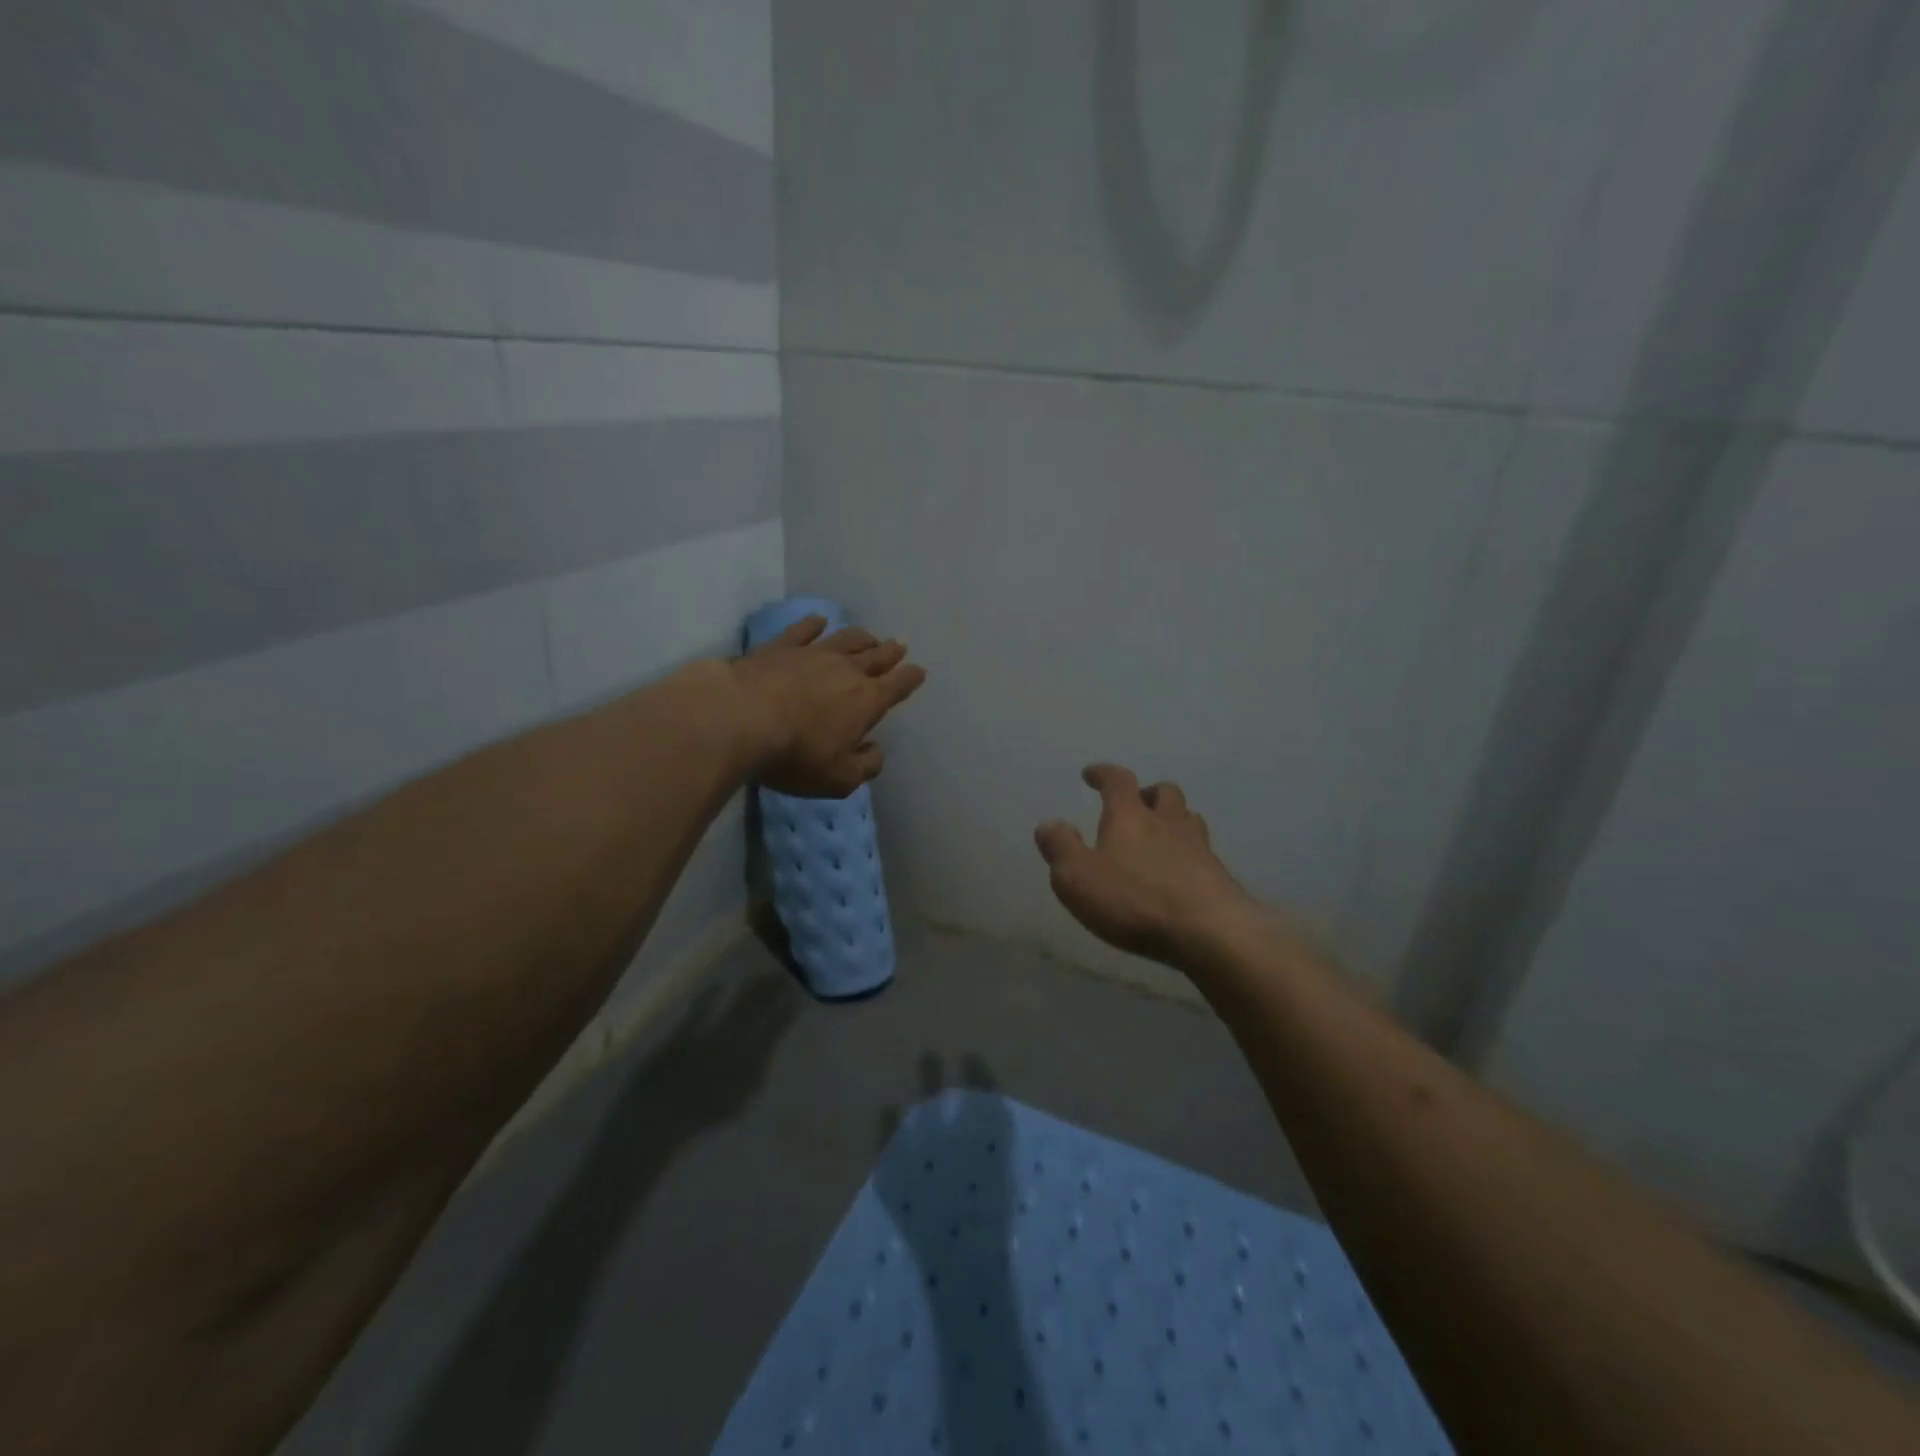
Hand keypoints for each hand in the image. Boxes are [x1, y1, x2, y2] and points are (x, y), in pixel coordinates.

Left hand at [730, 615, 926, 797]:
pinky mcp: (779, 647)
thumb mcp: (839, 778)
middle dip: (891, 652)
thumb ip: (865, 766)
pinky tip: (820, 620)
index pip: (896, 686)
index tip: (919, 671)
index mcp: (866, 700)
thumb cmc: (795, 754)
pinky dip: (814, 624)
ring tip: (870, 636)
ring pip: (845, 639)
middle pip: (875, 657)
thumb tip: (875, 750)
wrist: (740, 718)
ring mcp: (812, 654)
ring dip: (861, 638)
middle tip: (900, 645)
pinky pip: (803, 630)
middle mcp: (845, 670)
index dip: (910, 679)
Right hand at [1035, 764, 1257, 968]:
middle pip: (1164, 793)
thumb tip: (1048, 824)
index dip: (1103, 773)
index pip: (1118, 781)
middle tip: (1136, 804)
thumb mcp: (1078, 878)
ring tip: (1162, 834)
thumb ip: (1060, 848)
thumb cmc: (1135, 901)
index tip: (1091, 774)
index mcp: (1130, 817)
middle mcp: (1167, 823)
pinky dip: (1189, 853)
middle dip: (1148, 793)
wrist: (1210, 932)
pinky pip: (1203, 852)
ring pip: (1189, 818)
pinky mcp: (1219, 876)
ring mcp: (1199, 848)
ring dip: (1174, 819)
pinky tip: (1182, 872)